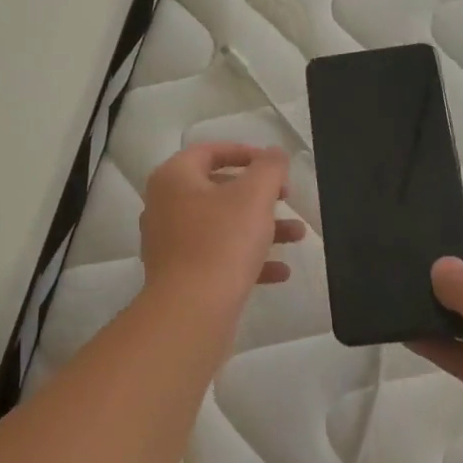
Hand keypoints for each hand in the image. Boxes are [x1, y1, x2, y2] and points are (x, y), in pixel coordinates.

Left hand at [139, 143, 304, 310]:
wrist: (191, 311)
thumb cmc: (222, 242)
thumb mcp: (254, 196)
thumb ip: (269, 168)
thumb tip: (274, 152)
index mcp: (174, 178)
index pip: (209, 151)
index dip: (245, 153)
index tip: (274, 165)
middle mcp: (165, 206)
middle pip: (217, 189)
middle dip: (259, 195)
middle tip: (286, 198)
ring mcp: (170, 243)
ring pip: (221, 226)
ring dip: (261, 228)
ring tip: (297, 236)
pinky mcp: (180, 275)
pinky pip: (217, 257)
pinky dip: (248, 259)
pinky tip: (281, 272)